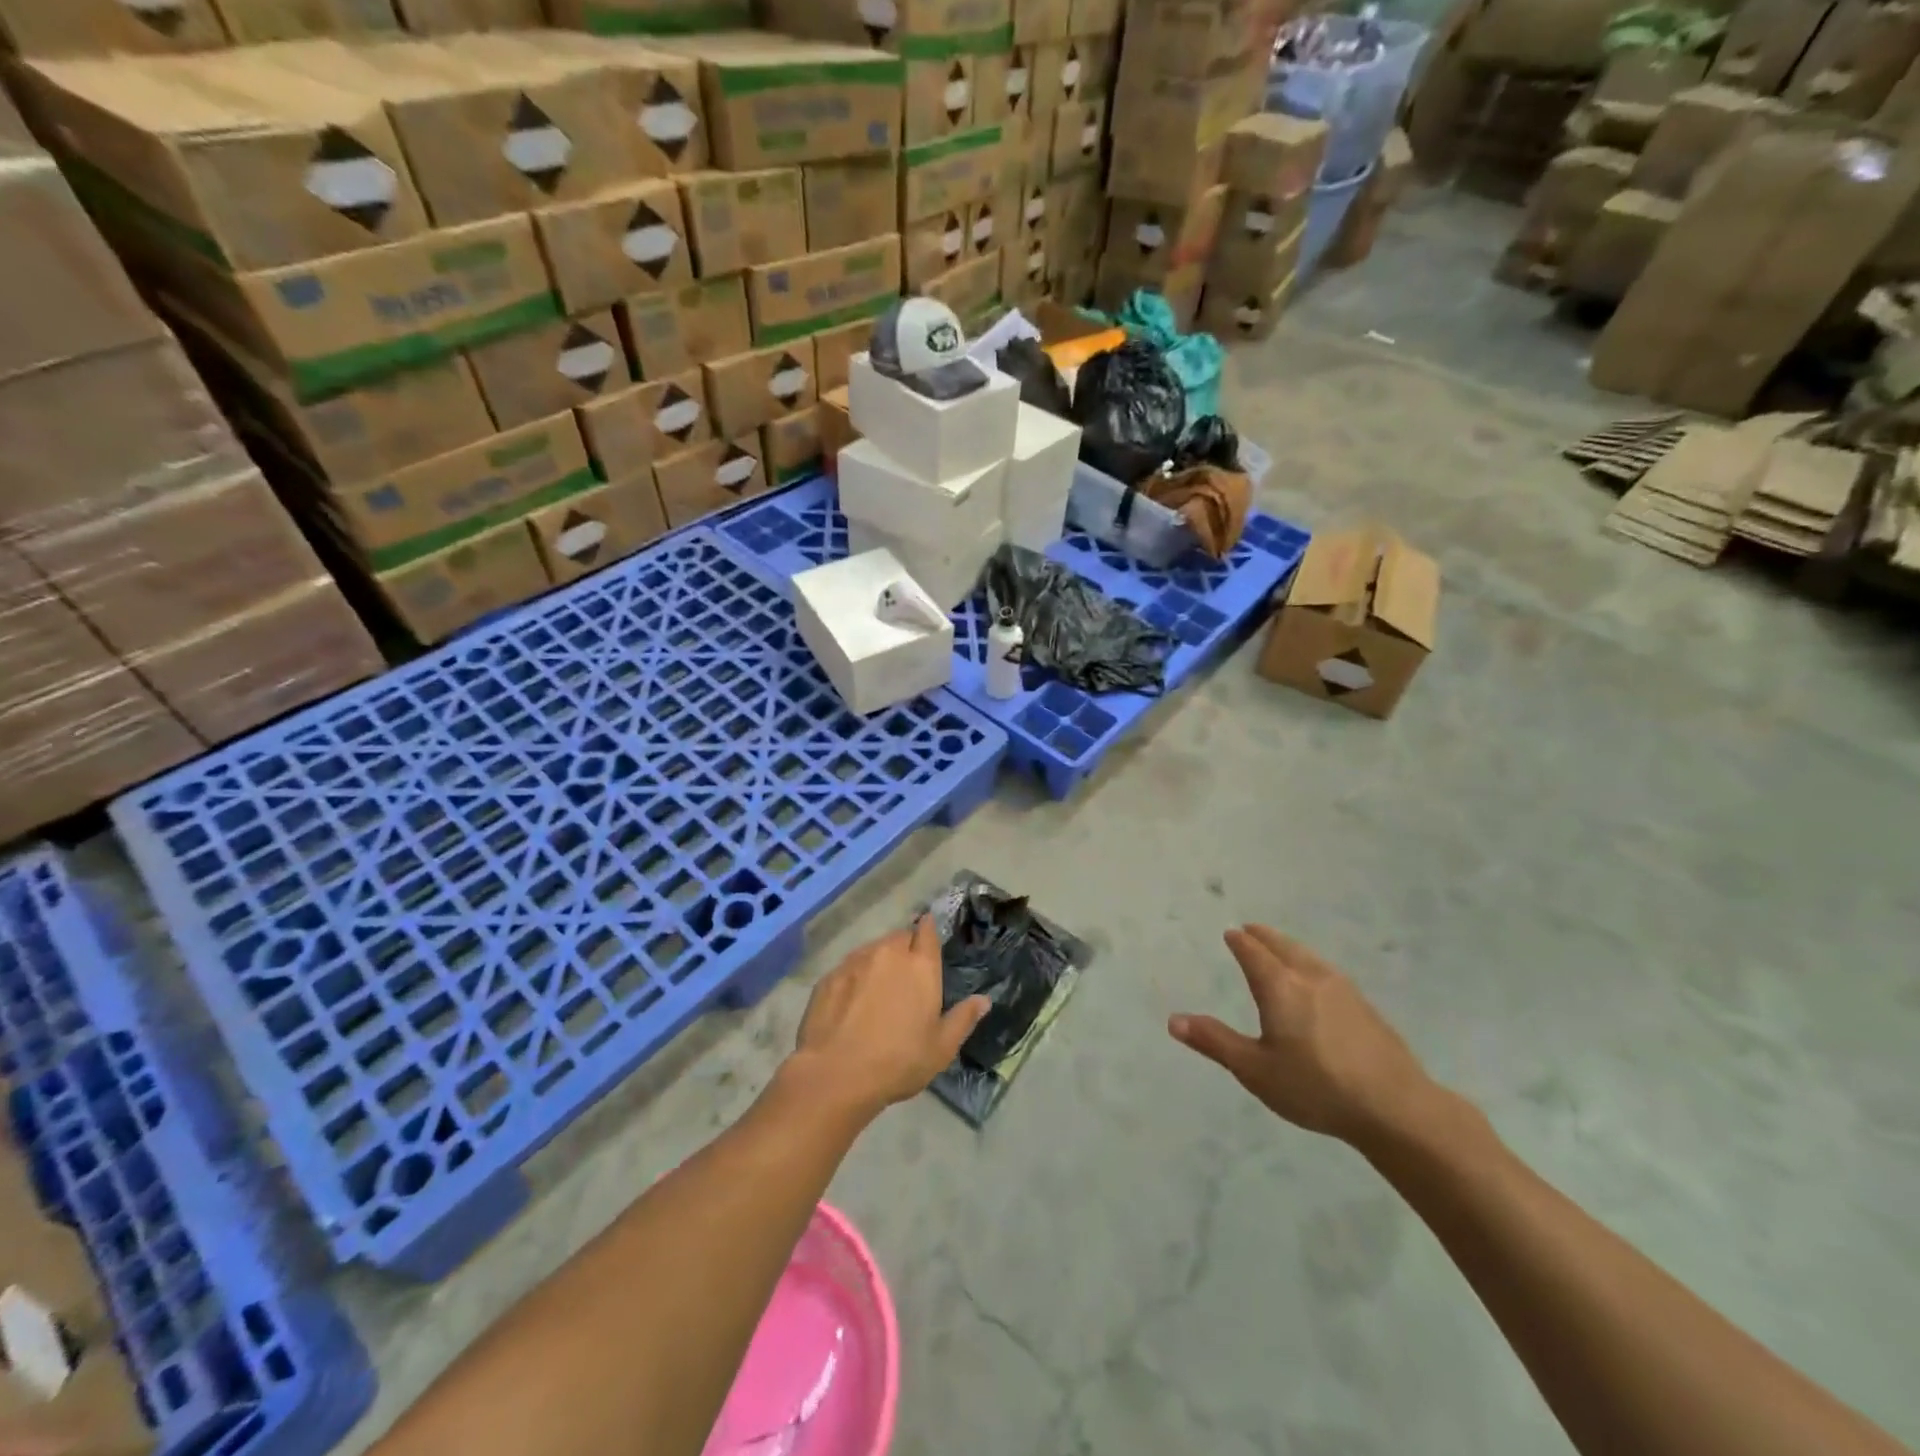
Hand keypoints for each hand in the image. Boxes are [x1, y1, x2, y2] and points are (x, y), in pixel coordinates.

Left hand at [789, 918, 989, 1118]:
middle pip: (900, 937)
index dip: (928, 930)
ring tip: (878, 989)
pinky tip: (851, 1002)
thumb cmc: (899, 1061)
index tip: (928, 936)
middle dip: (905, 948)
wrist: (836, 1074)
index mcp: (920, 966)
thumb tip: (984, 999)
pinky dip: (854, 977)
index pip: (927, 931)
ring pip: (872, 949)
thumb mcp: (941, 1048)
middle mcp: (888, 953)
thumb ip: (963, 1018)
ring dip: (879, 961)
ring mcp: (855, 962)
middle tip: (906, 975)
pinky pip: (848, 967)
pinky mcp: (829, 976)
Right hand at [1170, 926, 1436, 1145]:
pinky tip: (1316, 980)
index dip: (1240, 942)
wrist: (1396, 1107)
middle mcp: (1310, 977)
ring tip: (1280, 947)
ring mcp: (1343, 990)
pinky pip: (1327, 971)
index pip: (1253, 953)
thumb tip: (1173, 1020)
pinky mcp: (1365, 1007)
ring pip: (1308, 956)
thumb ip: (1215, 1042)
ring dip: (1289, 947)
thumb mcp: (1255, 1070)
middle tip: (1250, 929)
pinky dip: (1310, 963)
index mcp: (1280, 987)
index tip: (1231, 933)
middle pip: (1283, 946)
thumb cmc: (1316, 1087)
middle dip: (1264, 937)